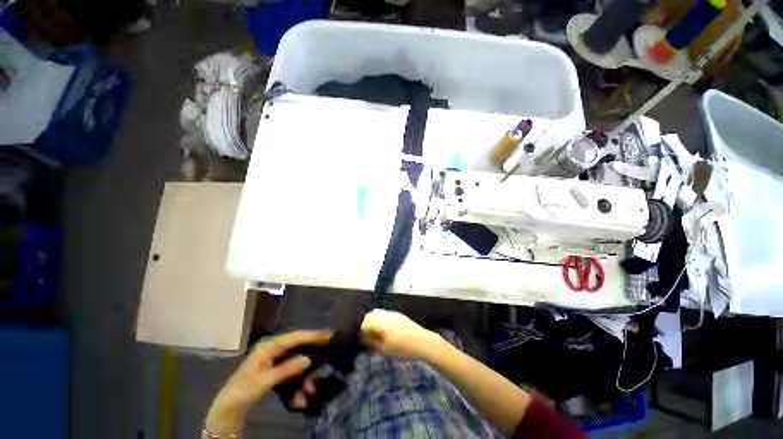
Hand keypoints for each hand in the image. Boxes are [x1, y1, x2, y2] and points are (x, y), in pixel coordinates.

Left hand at [205, 330, 331, 434]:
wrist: (228, 409)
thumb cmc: (244, 390)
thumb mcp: (265, 380)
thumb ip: (287, 368)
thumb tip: (308, 359)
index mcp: (270, 346)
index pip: (295, 337)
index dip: (312, 335)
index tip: (328, 335)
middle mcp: (274, 350)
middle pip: (298, 349)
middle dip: (310, 359)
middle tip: (324, 363)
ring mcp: (275, 361)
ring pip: (296, 362)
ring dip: (304, 377)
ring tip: (310, 392)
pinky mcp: (276, 371)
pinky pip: (292, 373)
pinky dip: (297, 383)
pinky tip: (300, 398)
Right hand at [361, 309, 444, 359]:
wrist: (422, 342)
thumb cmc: (402, 348)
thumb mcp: (384, 349)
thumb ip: (372, 342)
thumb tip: (365, 337)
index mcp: (380, 323)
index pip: (365, 323)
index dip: (363, 332)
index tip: (366, 341)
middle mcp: (385, 315)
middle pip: (371, 314)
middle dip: (368, 324)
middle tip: (370, 336)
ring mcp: (393, 313)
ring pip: (378, 312)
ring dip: (375, 320)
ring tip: (378, 333)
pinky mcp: (399, 314)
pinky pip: (386, 313)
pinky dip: (382, 319)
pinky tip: (387, 330)